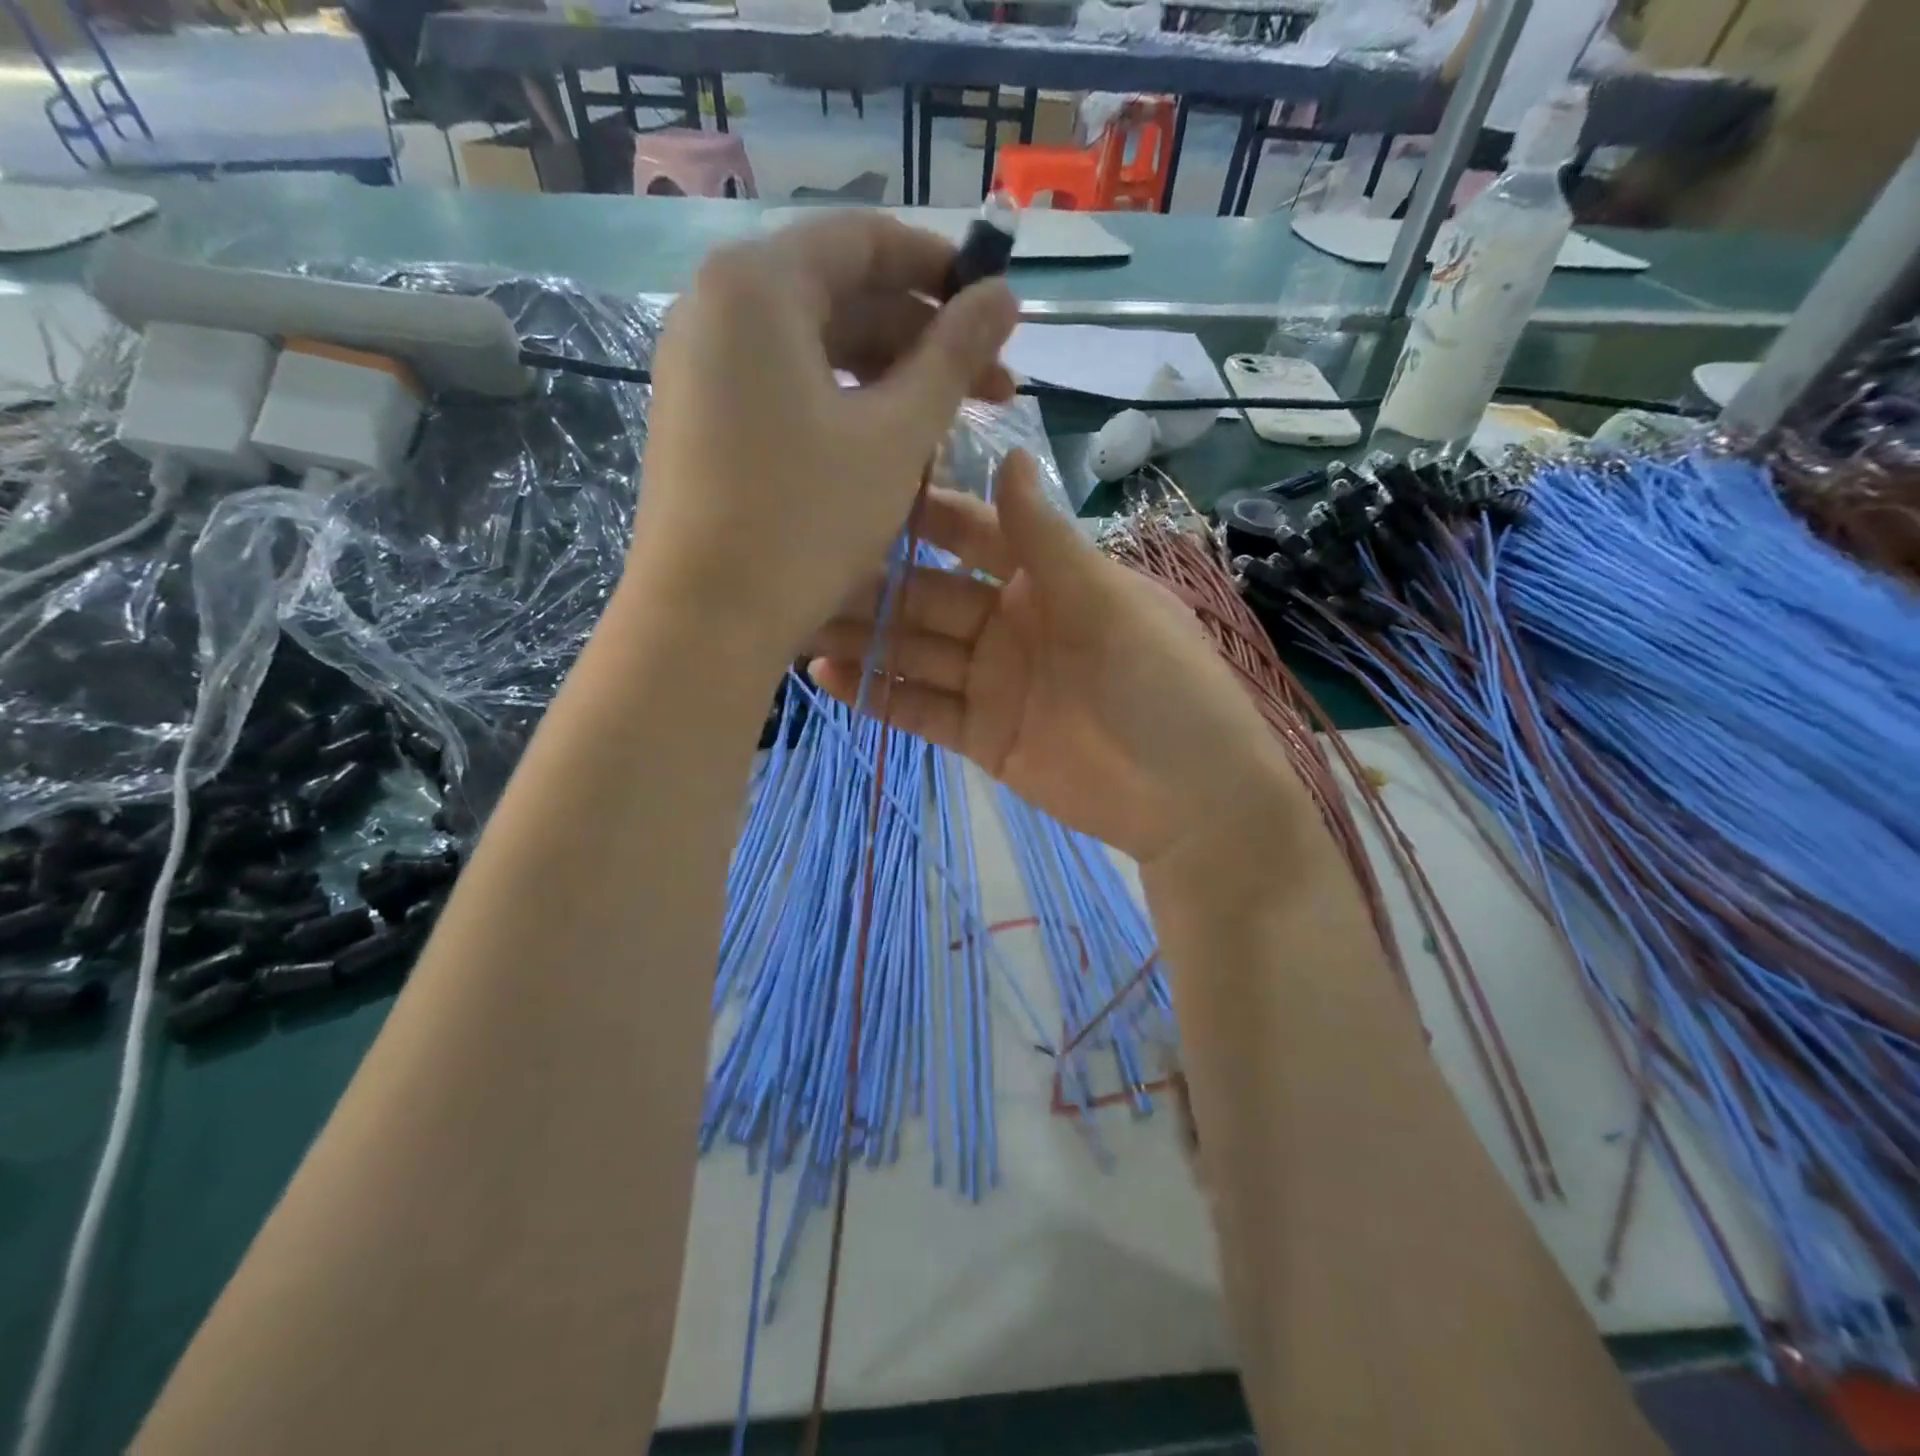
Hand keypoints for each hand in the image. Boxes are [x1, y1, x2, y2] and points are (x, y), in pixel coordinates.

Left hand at [626, 211, 1018, 671]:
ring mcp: (701, 367)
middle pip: (840, 295)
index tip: (997, 312)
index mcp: (758, 285)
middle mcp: (716, 308)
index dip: (942, 268)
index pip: (865, 240)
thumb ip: (954, 355)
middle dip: (923, 337)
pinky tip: (887, 446)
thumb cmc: (807, 520)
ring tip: (948, 426)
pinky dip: (843, 405)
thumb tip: (1006, 294)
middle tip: (993, 388)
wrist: (707, 620)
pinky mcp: (701, 420)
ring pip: (816, 348)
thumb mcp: (896, 435)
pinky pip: (786, 388)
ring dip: (890, 378)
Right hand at [807, 452, 1301, 868]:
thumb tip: (1007, 452)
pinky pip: (923, 710)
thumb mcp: (1111, 606)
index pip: (971, 534)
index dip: (919, 517)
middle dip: (871, 585)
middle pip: (928, 597)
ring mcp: (992, 682)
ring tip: (797, 623)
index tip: (855, 493)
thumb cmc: (1166, 689)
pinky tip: (828, 676)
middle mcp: (1010, 623)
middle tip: (800, 571)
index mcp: (1046, 579)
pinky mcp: (981, 736)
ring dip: (862, 639)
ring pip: (915, 653)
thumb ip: (1048, 541)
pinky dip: (879, 695)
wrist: (1192, 802)